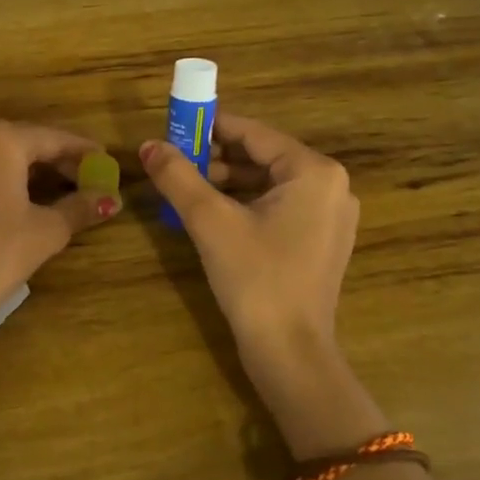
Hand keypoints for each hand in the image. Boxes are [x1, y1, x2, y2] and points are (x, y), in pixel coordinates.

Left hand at [0, 120, 120, 339]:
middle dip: (51, 157)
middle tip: (79, 178)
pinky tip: (4, 194)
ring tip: (44, 186)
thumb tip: (111, 199)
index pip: (52, 138)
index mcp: (0, 141)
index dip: (81, 150)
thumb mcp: (46, 231)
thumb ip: (81, 207)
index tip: (104, 160)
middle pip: (20, 139)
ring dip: (19, 163)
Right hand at [140, 114, 357, 388]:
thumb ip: (178, 176)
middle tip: (176, 162)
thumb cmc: (255, 278)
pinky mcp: (322, 241)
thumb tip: (147, 145)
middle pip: (263, 156)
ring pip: (269, 183)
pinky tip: (213, 215)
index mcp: (314, 171)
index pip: (254, 132)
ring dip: (229, 182)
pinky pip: (279, 207)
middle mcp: (331, 186)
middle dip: (217, 157)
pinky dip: (246, 204)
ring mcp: (331, 216)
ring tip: (187, 188)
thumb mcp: (210, 221)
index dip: (210, 127)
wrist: (289, 353)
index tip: (174, 126)